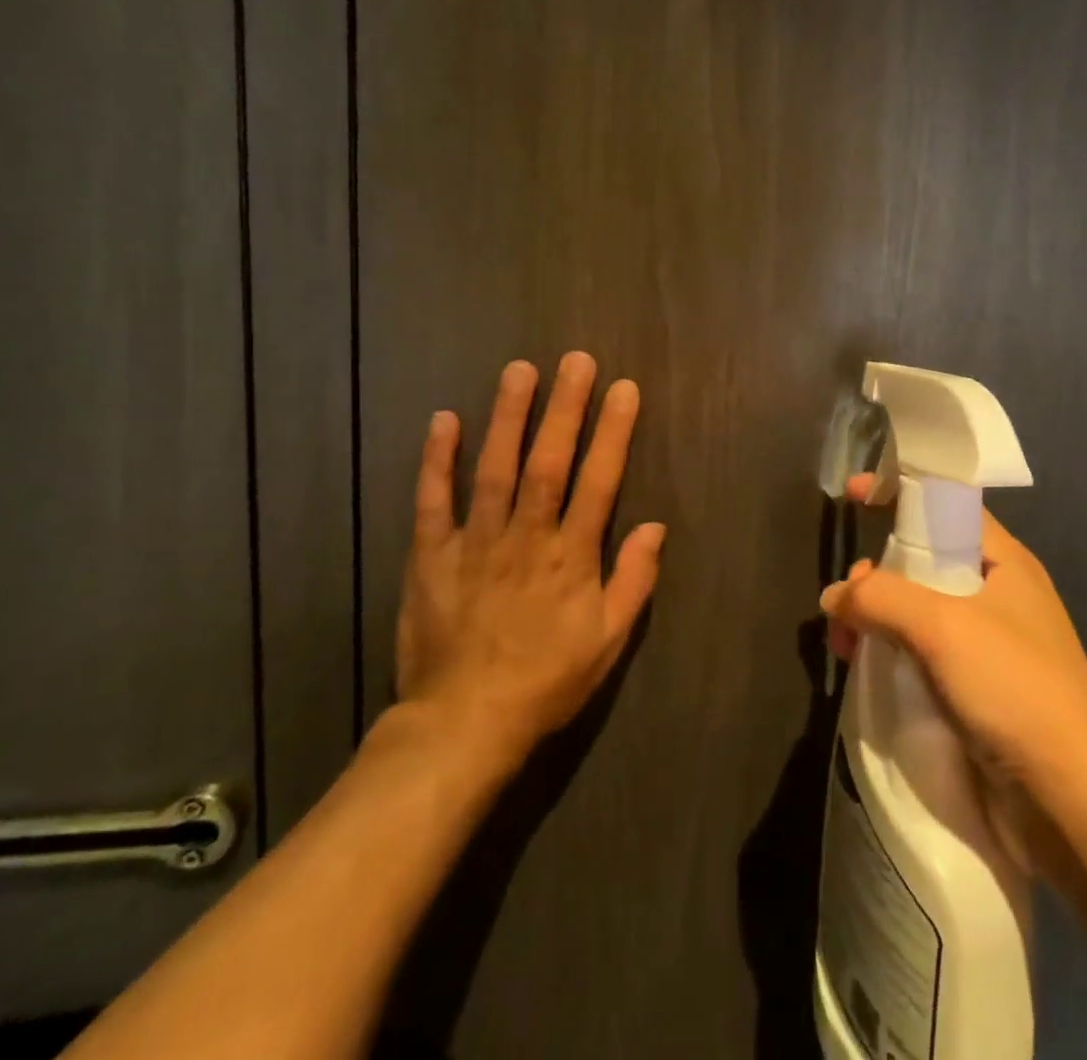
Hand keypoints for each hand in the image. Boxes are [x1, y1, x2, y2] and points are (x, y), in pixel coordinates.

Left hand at [394, 352, 664, 766]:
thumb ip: (634, 581)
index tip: (623, 389)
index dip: (613, 432)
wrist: (464, 724)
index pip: (599, 482)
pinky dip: (438, 459)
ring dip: (508, 417)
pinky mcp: (431, 556)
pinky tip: (444, 419)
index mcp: (571, 558)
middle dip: (565, 408)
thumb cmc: (546, 682)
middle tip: (576, 360)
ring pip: (494, 469)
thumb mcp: (608, 642)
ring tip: (519, 370)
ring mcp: (475, 543)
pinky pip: (434, 501)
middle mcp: (526, 538)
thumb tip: (655, 527)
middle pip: (549, 463)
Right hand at [820, 475, 1086, 812]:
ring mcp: (988, 646)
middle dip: (877, 573)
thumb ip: (881, 596)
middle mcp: (997, 595)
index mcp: (1003, 562)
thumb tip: (834, 596)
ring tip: (846, 645)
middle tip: (847, 603)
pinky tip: (866, 672)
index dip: (900, 492)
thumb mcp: (942, 625)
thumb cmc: (1015, 687)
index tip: (852, 495)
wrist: (1074, 800)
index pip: (946, 505)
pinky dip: (891, 655)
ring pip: (917, 612)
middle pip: (923, 562)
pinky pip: (922, 655)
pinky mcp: (977, 691)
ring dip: (878, 619)